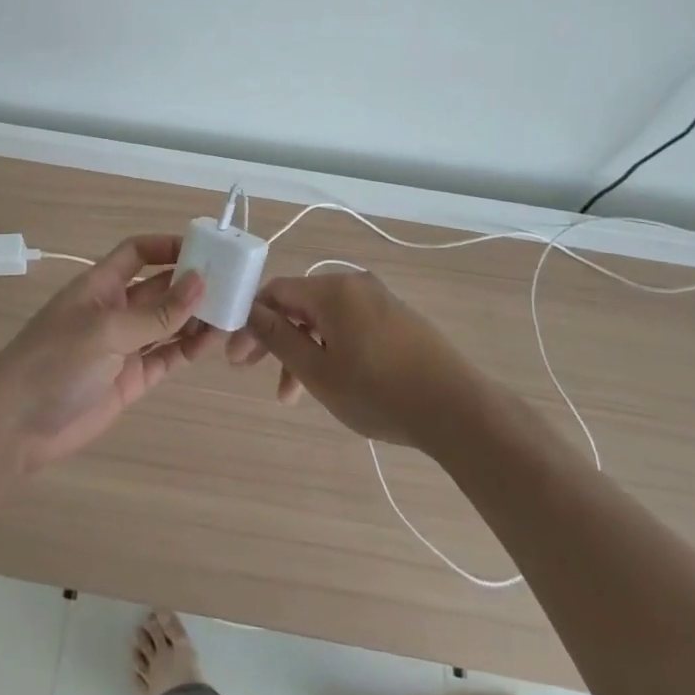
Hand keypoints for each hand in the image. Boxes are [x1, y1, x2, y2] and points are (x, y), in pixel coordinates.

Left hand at [0, 235, 223, 472]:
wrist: (16, 427)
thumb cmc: (54, 362)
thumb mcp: (106, 330)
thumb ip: (156, 312)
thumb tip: (201, 282)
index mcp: (100, 285)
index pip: (138, 253)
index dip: (168, 246)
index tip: (206, 249)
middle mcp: (115, 310)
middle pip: (160, 287)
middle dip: (192, 284)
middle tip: (234, 284)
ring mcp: (124, 346)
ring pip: (169, 323)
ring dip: (196, 317)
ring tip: (232, 313)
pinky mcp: (132, 379)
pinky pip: (167, 356)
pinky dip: (189, 349)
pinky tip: (213, 342)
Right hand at [227, 271, 481, 451]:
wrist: (458, 409)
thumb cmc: (378, 391)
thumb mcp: (317, 370)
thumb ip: (278, 338)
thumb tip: (248, 311)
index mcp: (332, 290)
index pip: (276, 291)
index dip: (251, 321)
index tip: (236, 357)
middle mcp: (355, 285)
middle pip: (299, 304)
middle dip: (274, 338)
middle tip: (253, 372)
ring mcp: (380, 300)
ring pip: (324, 320)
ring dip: (302, 351)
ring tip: (292, 396)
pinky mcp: (398, 320)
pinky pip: (349, 326)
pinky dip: (330, 349)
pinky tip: (332, 381)